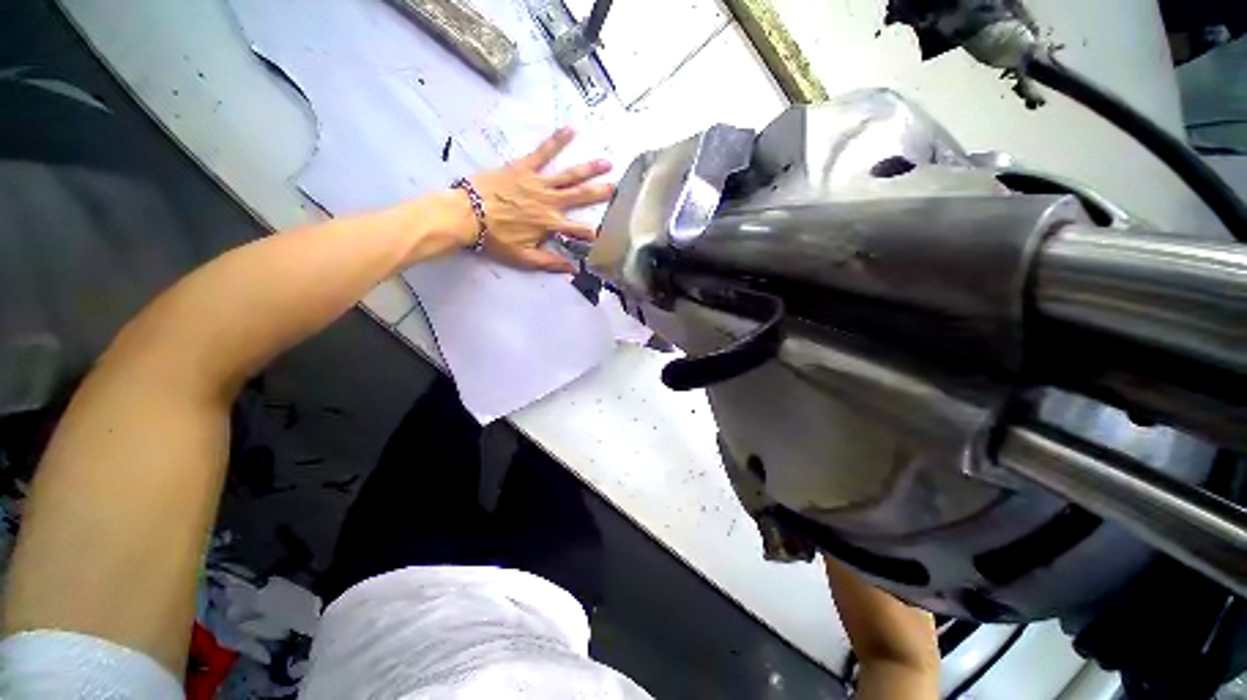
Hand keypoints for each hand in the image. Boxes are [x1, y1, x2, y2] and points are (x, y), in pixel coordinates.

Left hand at [463, 127, 613, 272]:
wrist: (466, 215)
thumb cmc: (495, 239)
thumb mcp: (524, 258)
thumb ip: (550, 263)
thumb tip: (573, 269)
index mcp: (550, 225)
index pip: (579, 231)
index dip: (594, 234)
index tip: (606, 234)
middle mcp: (550, 202)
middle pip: (580, 197)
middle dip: (600, 193)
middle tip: (618, 187)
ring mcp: (538, 183)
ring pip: (569, 175)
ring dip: (589, 169)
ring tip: (607, 162)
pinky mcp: (524, 167)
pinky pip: (543, 152)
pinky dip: (557, 141)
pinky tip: (572, 130)